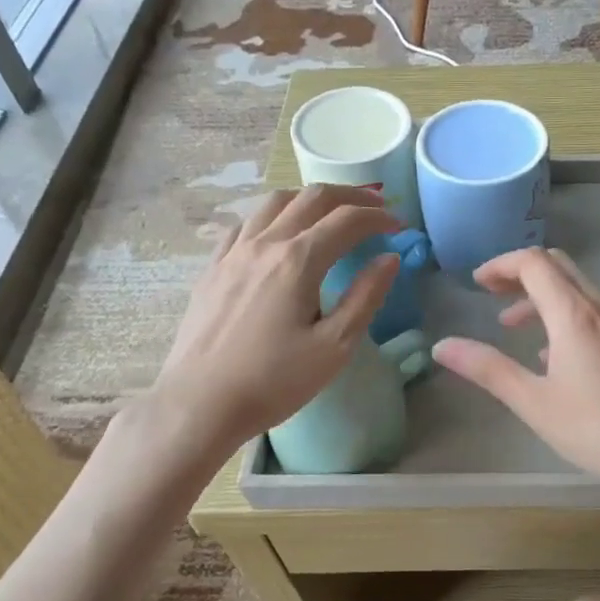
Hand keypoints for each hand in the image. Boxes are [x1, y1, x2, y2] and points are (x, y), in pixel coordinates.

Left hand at [147, 186, 399, 456]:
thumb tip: (389, 259)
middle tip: (375, 207)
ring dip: (309, 199)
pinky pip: (244, 225)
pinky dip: (272, 217)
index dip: (378, 217)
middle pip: (312, 198)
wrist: (200, 403)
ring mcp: (233, 253)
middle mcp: (265, 244)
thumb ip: (365, 297)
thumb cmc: (274, 381)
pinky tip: (277, 234)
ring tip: (329, 213)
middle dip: (350, 197)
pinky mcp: (212, 269)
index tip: (399, 226)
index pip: (347, 221)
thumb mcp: (334, 346)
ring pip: (274, 203)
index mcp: (298, 260)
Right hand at [433, 248, 599, 508]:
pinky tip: (562, 358)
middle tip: (494, 295)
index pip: (534, 263)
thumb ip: (487, 369)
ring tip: (518, 330)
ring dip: (545, 300)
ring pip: (582, 292)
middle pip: (560, 268)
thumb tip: (442, 346)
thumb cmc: (597, 430)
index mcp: (574, 314)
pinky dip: (571, 318)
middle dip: (522, 274)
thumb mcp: (534, 402)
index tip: (478, 284)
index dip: (501, 265)